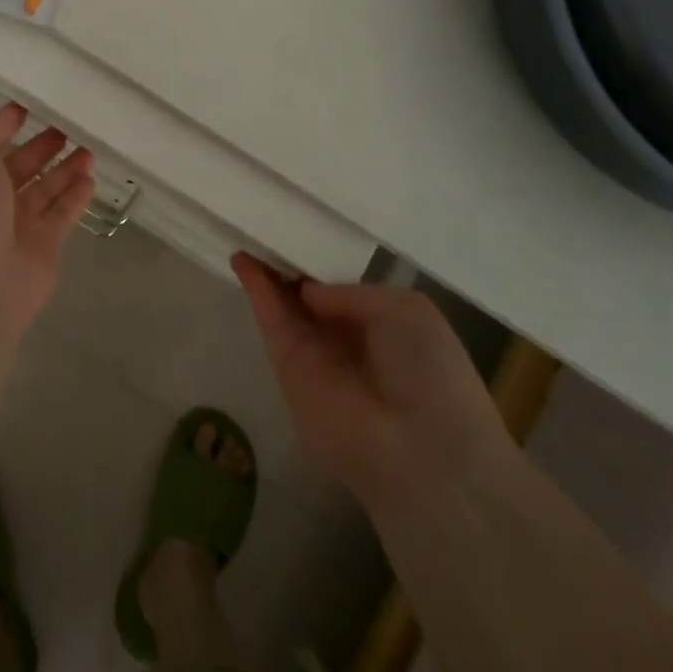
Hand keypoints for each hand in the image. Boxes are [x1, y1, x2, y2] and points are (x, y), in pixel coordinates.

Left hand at [0, 104, 96, 335]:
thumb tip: (10, 117)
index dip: (4, 123)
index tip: (32, 106)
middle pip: (15, 166)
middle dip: (40, 146)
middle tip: (69, 125)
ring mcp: (11, 226)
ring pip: (43, 190)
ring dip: (64, 168)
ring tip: (89, 147)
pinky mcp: (41, 248)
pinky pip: (62, 215)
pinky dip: (76, 196)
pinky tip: (91, 177)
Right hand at [234, 254, 510, 520]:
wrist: (420, 450)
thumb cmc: (430, 373)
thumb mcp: (406, 310)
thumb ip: (350, 292)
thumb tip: (309, 291)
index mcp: (381, 323)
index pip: (340, 286)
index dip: (319, 260)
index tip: (299, 227)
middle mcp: (344, 336)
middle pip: (306, 292)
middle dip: (287, 260)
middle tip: (264, 221)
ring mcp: (313, 352)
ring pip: (283, 303)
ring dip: (265, 269)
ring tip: (246, 227)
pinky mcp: (286, 366)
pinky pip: (270, 319)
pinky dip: (255, 288)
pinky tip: (242, 257)